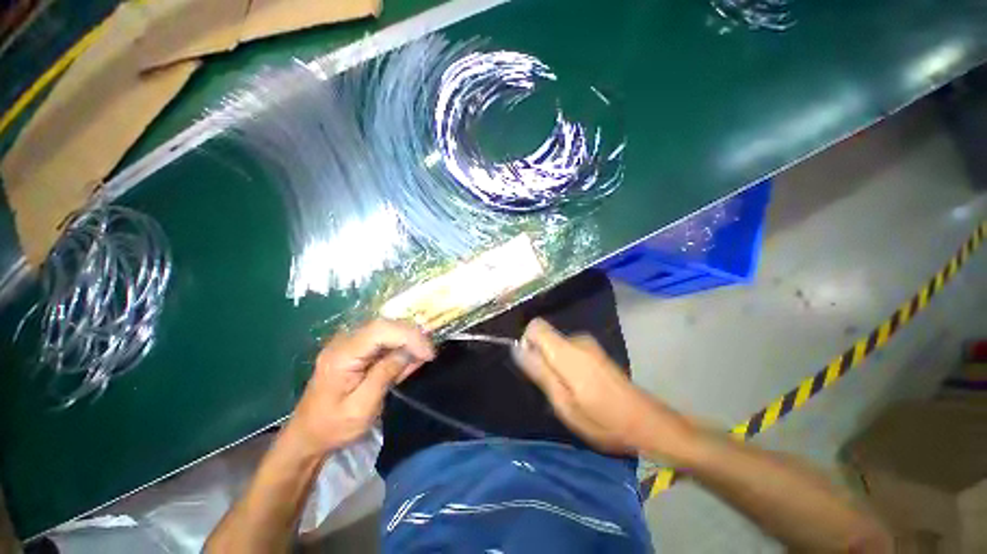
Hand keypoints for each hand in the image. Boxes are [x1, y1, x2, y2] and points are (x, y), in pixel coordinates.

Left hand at [285, 319, 434, 458]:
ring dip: (408, 341)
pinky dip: (400, 347)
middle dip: (412, 336)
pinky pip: (384, 340)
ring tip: (421, 358)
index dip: (409, 336)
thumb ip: (384, 375)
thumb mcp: (361, 408)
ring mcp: (349, 343)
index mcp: (341, 355)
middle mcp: (344, 341)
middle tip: (429, 354)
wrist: (307, 435)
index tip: (428, 353)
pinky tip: (409, 360)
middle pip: (385, 325)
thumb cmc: (333, 427)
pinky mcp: (356, 349)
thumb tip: (408, 352)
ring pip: (387, 330)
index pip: (380, 330)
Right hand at [514, 318, 695, 459]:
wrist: (645, 421)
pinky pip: (567, 350)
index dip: (527, 343)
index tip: (534, 368)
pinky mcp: (594, 350)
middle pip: (545, 336)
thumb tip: (517, 347)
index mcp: (566, 351)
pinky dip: (565, 365)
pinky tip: (579, 387)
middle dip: (541, 358)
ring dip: (553, 365)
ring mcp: (588, 344)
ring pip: (555, 345)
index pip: (535, 326)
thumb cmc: (602, 418)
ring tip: (568, 392)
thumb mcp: (563, 402)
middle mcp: (577, 339)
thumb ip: (539, 372)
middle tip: (553, 389)